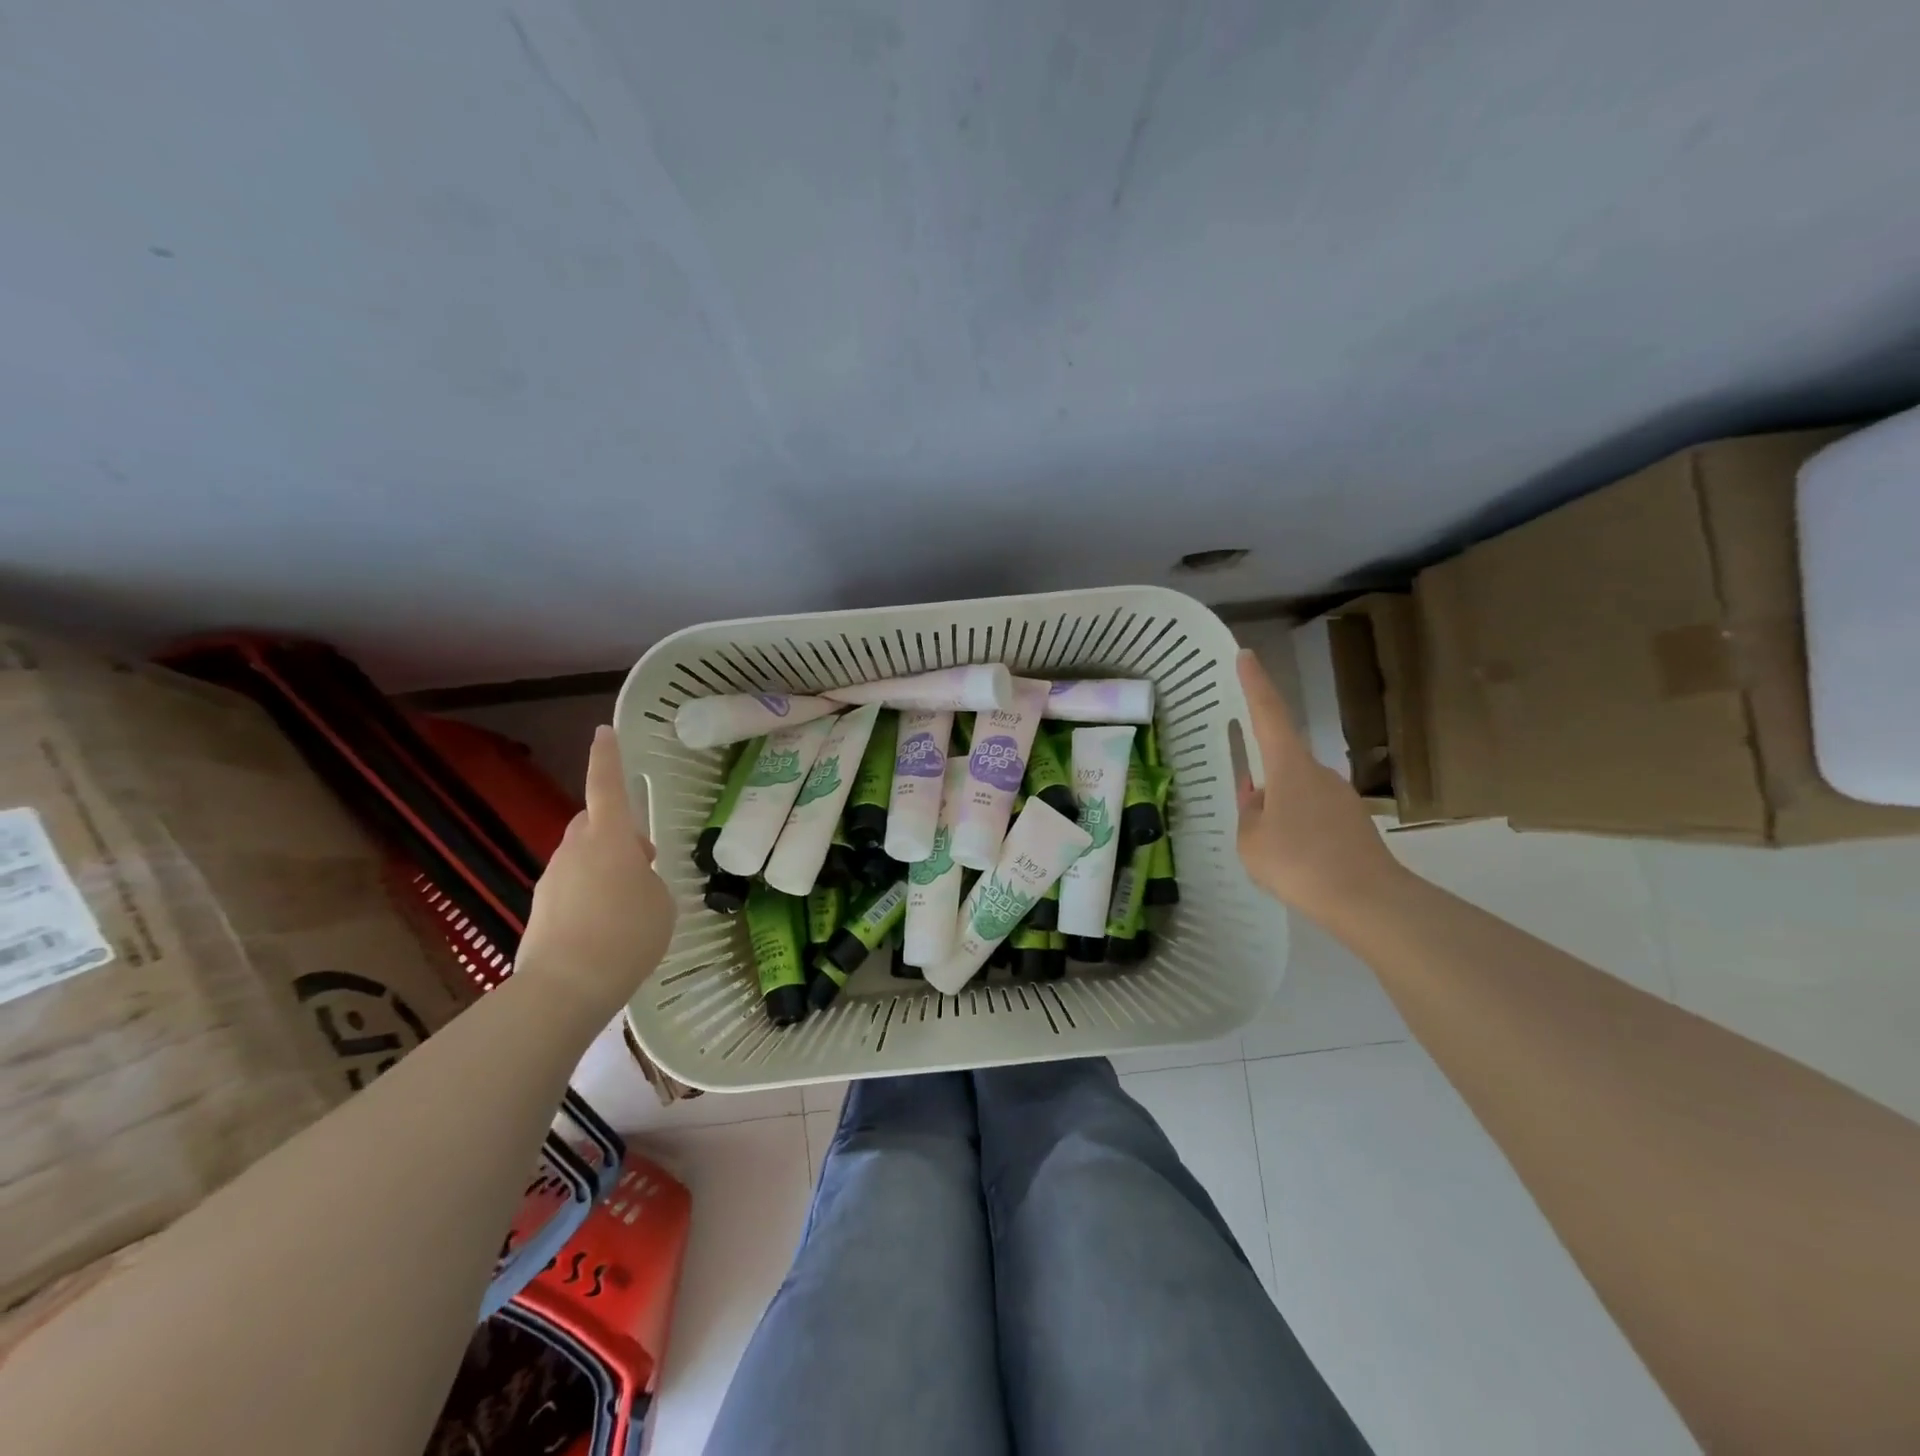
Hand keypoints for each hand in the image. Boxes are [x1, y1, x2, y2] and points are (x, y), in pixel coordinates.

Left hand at [516, 726, 676, 1020]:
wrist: (565, 987)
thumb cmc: (627, 935)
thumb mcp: (661, 902)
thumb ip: (649, 879)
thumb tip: (632, 879)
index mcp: (609, 838)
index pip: (606, 786)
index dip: (608, 758)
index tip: (604, 732)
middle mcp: (575, 850)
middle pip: (592, 823)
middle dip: (615, 831)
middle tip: (643, 857)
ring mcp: (552, 879)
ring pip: (581, 857)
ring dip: (603, 867)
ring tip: (628, 903)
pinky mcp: (539, 909)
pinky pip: (571, 888)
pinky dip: (589, 895)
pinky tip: (605, 927)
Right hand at [1235, 648, 1405, 924]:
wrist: (1368, 900)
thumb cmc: (1299, 863)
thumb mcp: (1251, 841)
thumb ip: (1249, 815)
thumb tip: (1258, 802)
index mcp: (1289, 766)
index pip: (1268, 713)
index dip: (1255, 683)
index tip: (1246, 655)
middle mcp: (1318, 771)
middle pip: (1282, 758)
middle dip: (1262, 777)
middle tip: (1249, 810)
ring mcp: (1340, 795)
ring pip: (1297, 790)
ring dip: (1280, 808)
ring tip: (1270, 847)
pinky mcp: (1353, 820)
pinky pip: (1314, 812)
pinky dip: (1299, 826)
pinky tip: (1296, 859)